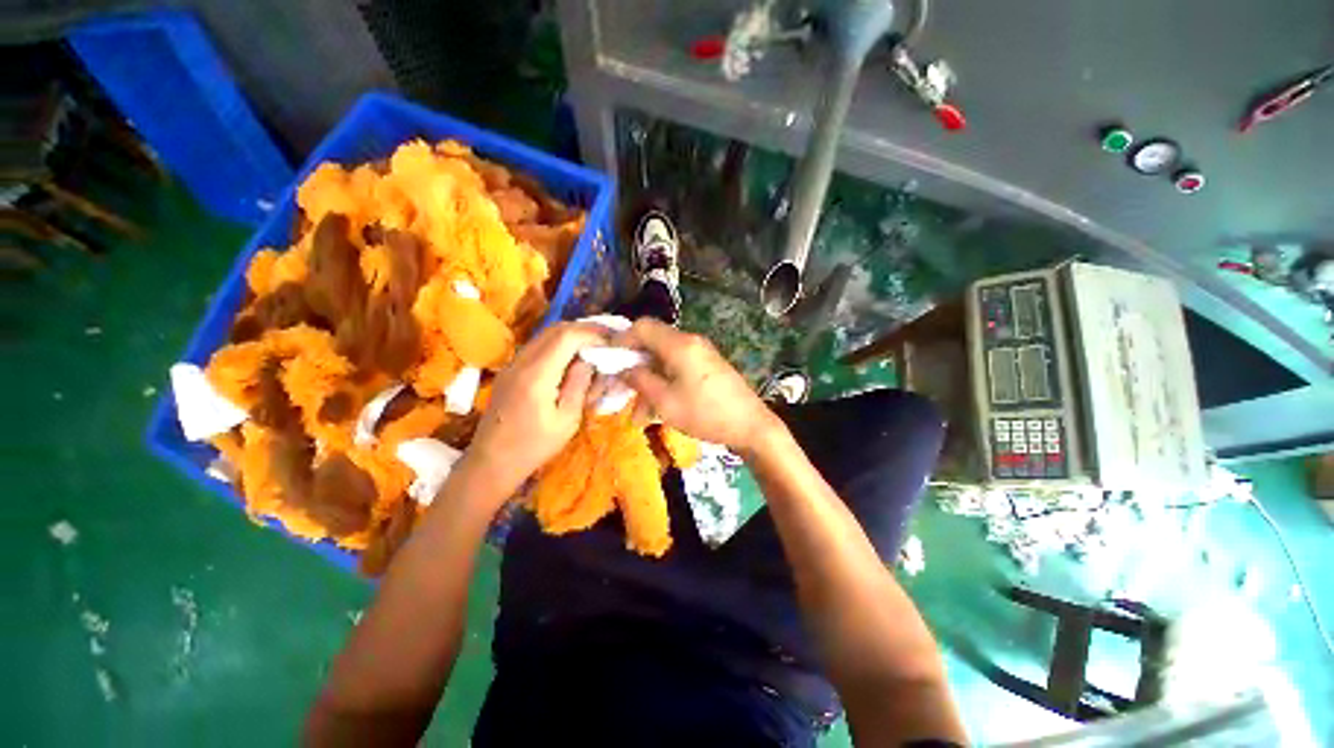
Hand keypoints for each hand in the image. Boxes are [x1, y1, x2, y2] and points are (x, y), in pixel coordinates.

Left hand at [463, 322, 605, 497]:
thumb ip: (579, 385)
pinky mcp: (510, 370)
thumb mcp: (567, 420)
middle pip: (555, 329)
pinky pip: (538, 346)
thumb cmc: (534, 446)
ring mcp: (512, 364)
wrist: (492, 461)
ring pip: (545, 335)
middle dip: (584, 330)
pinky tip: (572, 358)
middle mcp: (522, 362)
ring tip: (594, 345)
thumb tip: (590, 360)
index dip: (591, 334)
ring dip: (571, 335)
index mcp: (537, 375)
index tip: (611, 341)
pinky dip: (559, 345)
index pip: (566, 337)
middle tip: (607, 338)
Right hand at [621, 318, 779, 452]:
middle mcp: (690, 341)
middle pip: (653, 343)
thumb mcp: (665, 402)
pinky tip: (660, 407)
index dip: (622, 340)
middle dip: (635, 366)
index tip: (609, 359)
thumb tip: (623, 368)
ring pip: (664, 359)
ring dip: (650, 380)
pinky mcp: (708, 365)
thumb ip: (640, 380)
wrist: (750, 426)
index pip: (643, 327)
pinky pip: (678, 367)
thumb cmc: (705, 414)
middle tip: (622, 390)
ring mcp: (701, 353)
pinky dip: (665, 382)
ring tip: (641, 414)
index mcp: (679, 344)